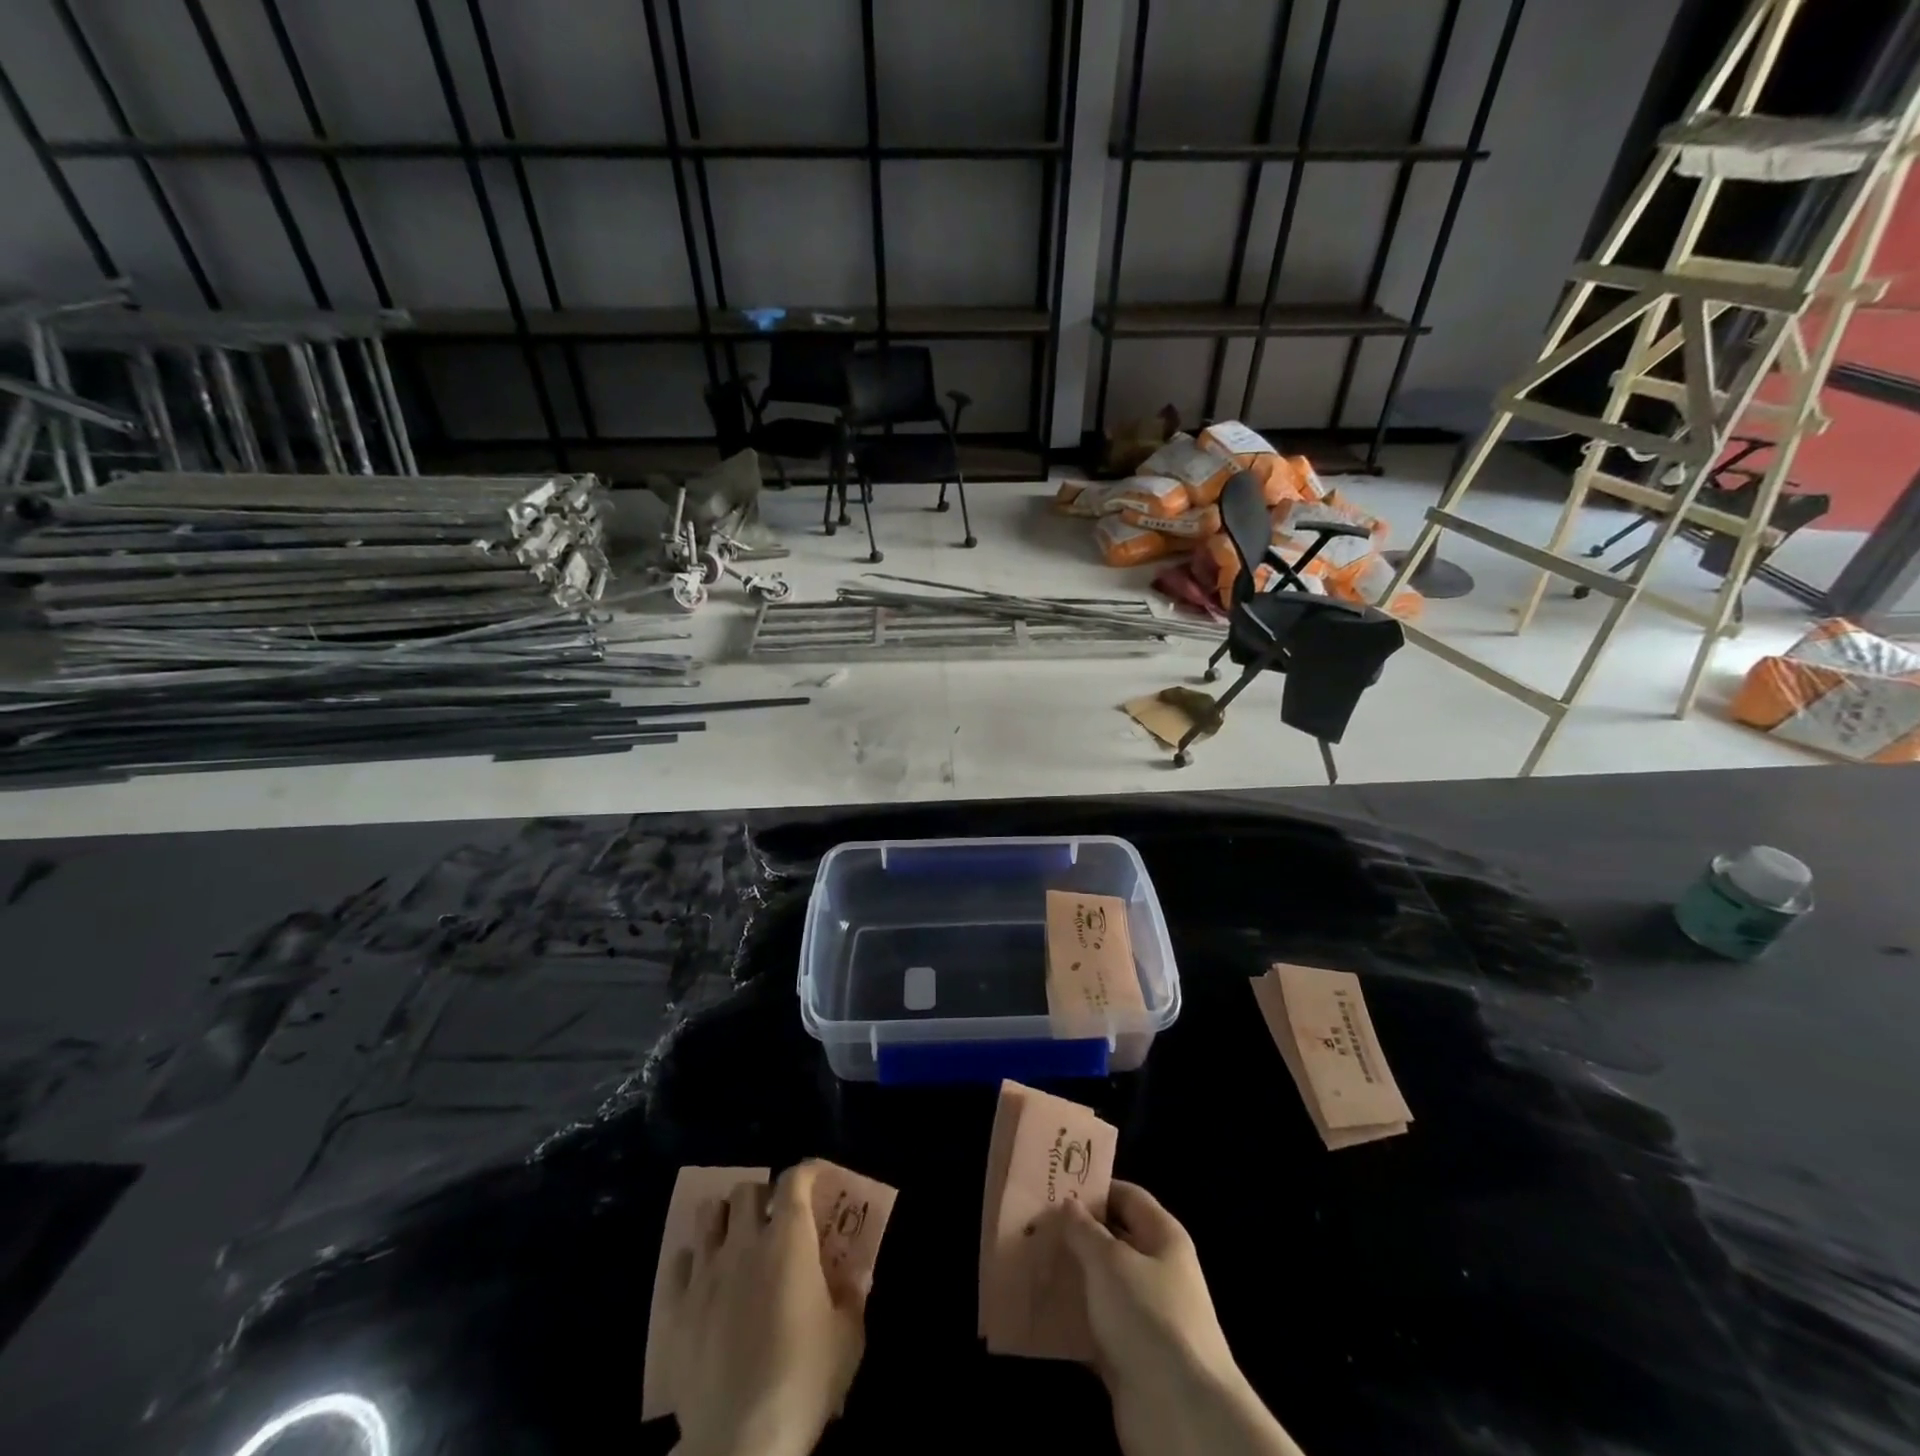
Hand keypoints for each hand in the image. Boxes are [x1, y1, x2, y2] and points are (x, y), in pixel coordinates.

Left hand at [667, 1161, 865, 1455]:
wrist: (740, 1440)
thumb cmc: (803, 1380)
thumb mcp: (847, 1338)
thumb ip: (853, 1295)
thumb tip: (859, 1272)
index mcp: (789, 1239)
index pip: (794, 1179)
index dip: (806, 1171)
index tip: (816, 1177)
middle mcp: (744, 1242)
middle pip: (745, 1190)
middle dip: (761, 1197)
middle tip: (773, 1220)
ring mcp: (705, 1273)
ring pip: (707, 1215)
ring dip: (724, 1219)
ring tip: (735, 1240)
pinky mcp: (676, 1308)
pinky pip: (679, 1262)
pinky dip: (693, 1261)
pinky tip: (705, 1279)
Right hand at [1060, 1182, 1302, 1455]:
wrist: (1181, 1414)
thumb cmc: (1148, 1316)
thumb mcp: (1110, 1261)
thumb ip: (1084, 1230)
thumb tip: (1068, 1204)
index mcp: (1163, 1237)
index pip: (1128, 1196)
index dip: (1095, 1188)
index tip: (1055, 1184)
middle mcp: (1157, 1271)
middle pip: (1112, 1240)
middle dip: (1075, 1233)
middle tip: (1033, 1223)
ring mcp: (1144, 1316)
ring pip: (1100, 1284)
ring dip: (1069, 1276)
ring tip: (1028, 1261)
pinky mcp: (1129, 1356)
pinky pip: (1095, 1326)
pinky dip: (1070, 1320)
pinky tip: (1039, 1309)